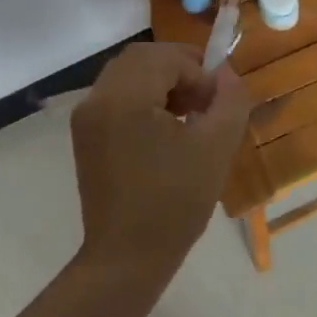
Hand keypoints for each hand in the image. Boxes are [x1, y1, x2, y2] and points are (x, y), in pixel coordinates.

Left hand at [69, 42, 253, 279]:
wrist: (127, 259)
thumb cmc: (175, 203)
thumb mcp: (216, 146)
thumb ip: (230, 99)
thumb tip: (227, 74)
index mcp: (125, 98)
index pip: (167, 57)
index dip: (199, 71)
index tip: (219, 101)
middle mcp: (98, 99)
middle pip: (143, 58)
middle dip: (180, 68)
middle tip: (208, 97)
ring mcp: (87, 118)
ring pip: (130, 74)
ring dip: (163, 81)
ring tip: (191, 113)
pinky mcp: (86, 136)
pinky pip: (118, 96)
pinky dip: (145, 97)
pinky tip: (167, 127)